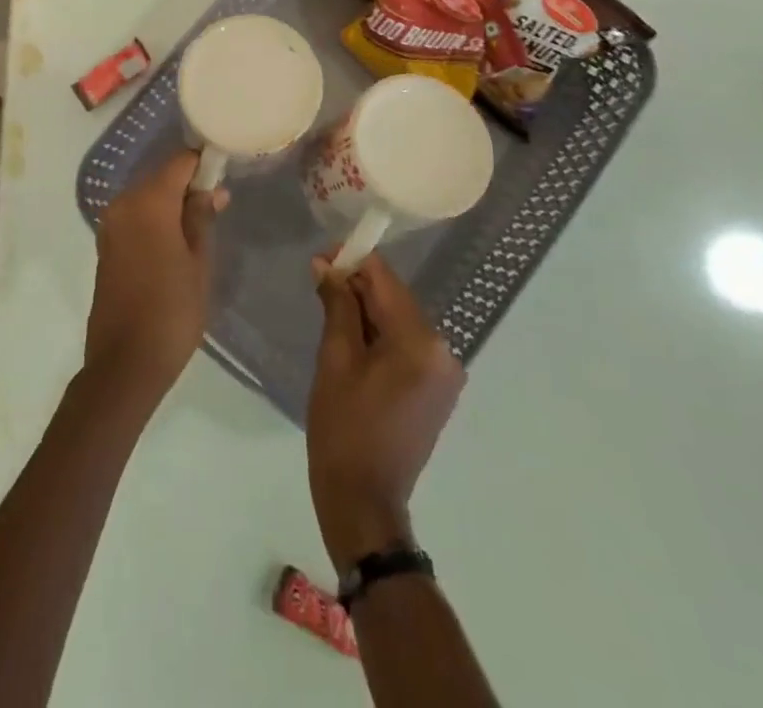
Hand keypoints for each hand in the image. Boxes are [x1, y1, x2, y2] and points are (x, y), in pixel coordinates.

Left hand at [84, 151, 227, 403]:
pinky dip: (155, 220)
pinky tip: (174, 243)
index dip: (204, 164)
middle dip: (188, 185)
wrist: (124, 364)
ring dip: (171, 204)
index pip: (180, 162)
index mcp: (148, 202)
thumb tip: (211, 189)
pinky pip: (135, 218)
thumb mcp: (198, 263)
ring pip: (147, 197)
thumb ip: (202, 218)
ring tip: (200, 229)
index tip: (225, 175)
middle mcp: (123, 204)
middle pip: (161, 177)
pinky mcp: (105, 245)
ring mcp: (110, 225)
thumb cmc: (172, 311)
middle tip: (217, 207)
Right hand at [306, 253, 463, 572]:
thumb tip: (326, 264)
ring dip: (366, 311)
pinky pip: (407, 344)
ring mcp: (444, 372)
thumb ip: (336, 304)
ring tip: (329, 313)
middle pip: (395, 298)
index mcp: (420, 342)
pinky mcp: (437, 389)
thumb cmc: (343, 429)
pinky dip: (380, 335)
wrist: (364, 502)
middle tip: (318, 284)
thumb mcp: (334, 360)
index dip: (352, 260)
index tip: (320, 259)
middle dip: (357, 286)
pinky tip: (352, 342)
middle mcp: (443, 351)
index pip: (385, 279)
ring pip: (399, 319)